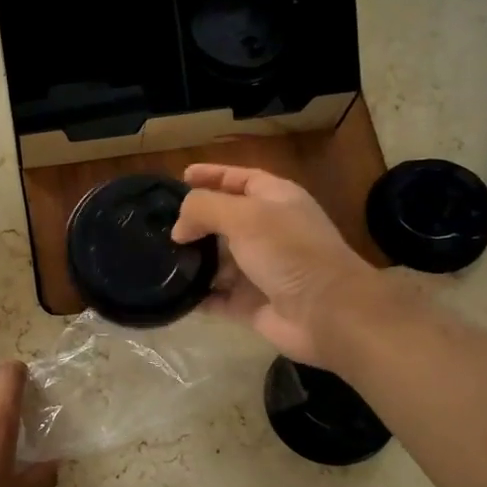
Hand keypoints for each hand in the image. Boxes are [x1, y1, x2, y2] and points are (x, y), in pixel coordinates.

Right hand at [172, 165, 381, 366]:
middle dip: (195, 221)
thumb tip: (179, 228)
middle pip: (225, 220)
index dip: (212, 174)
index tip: (181, 177)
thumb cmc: (289, 252)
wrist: (326, 312)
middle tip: (160, 225)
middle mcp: (269, 231)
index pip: (240, 179)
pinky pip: (217, 297)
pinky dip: (198, 296)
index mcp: (276, 199)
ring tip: (159, 259)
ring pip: (218, 260)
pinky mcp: (252, 303)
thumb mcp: (244, 216)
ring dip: (193, 260)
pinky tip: (173, 293)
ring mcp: (261, 269)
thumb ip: (204, 209)